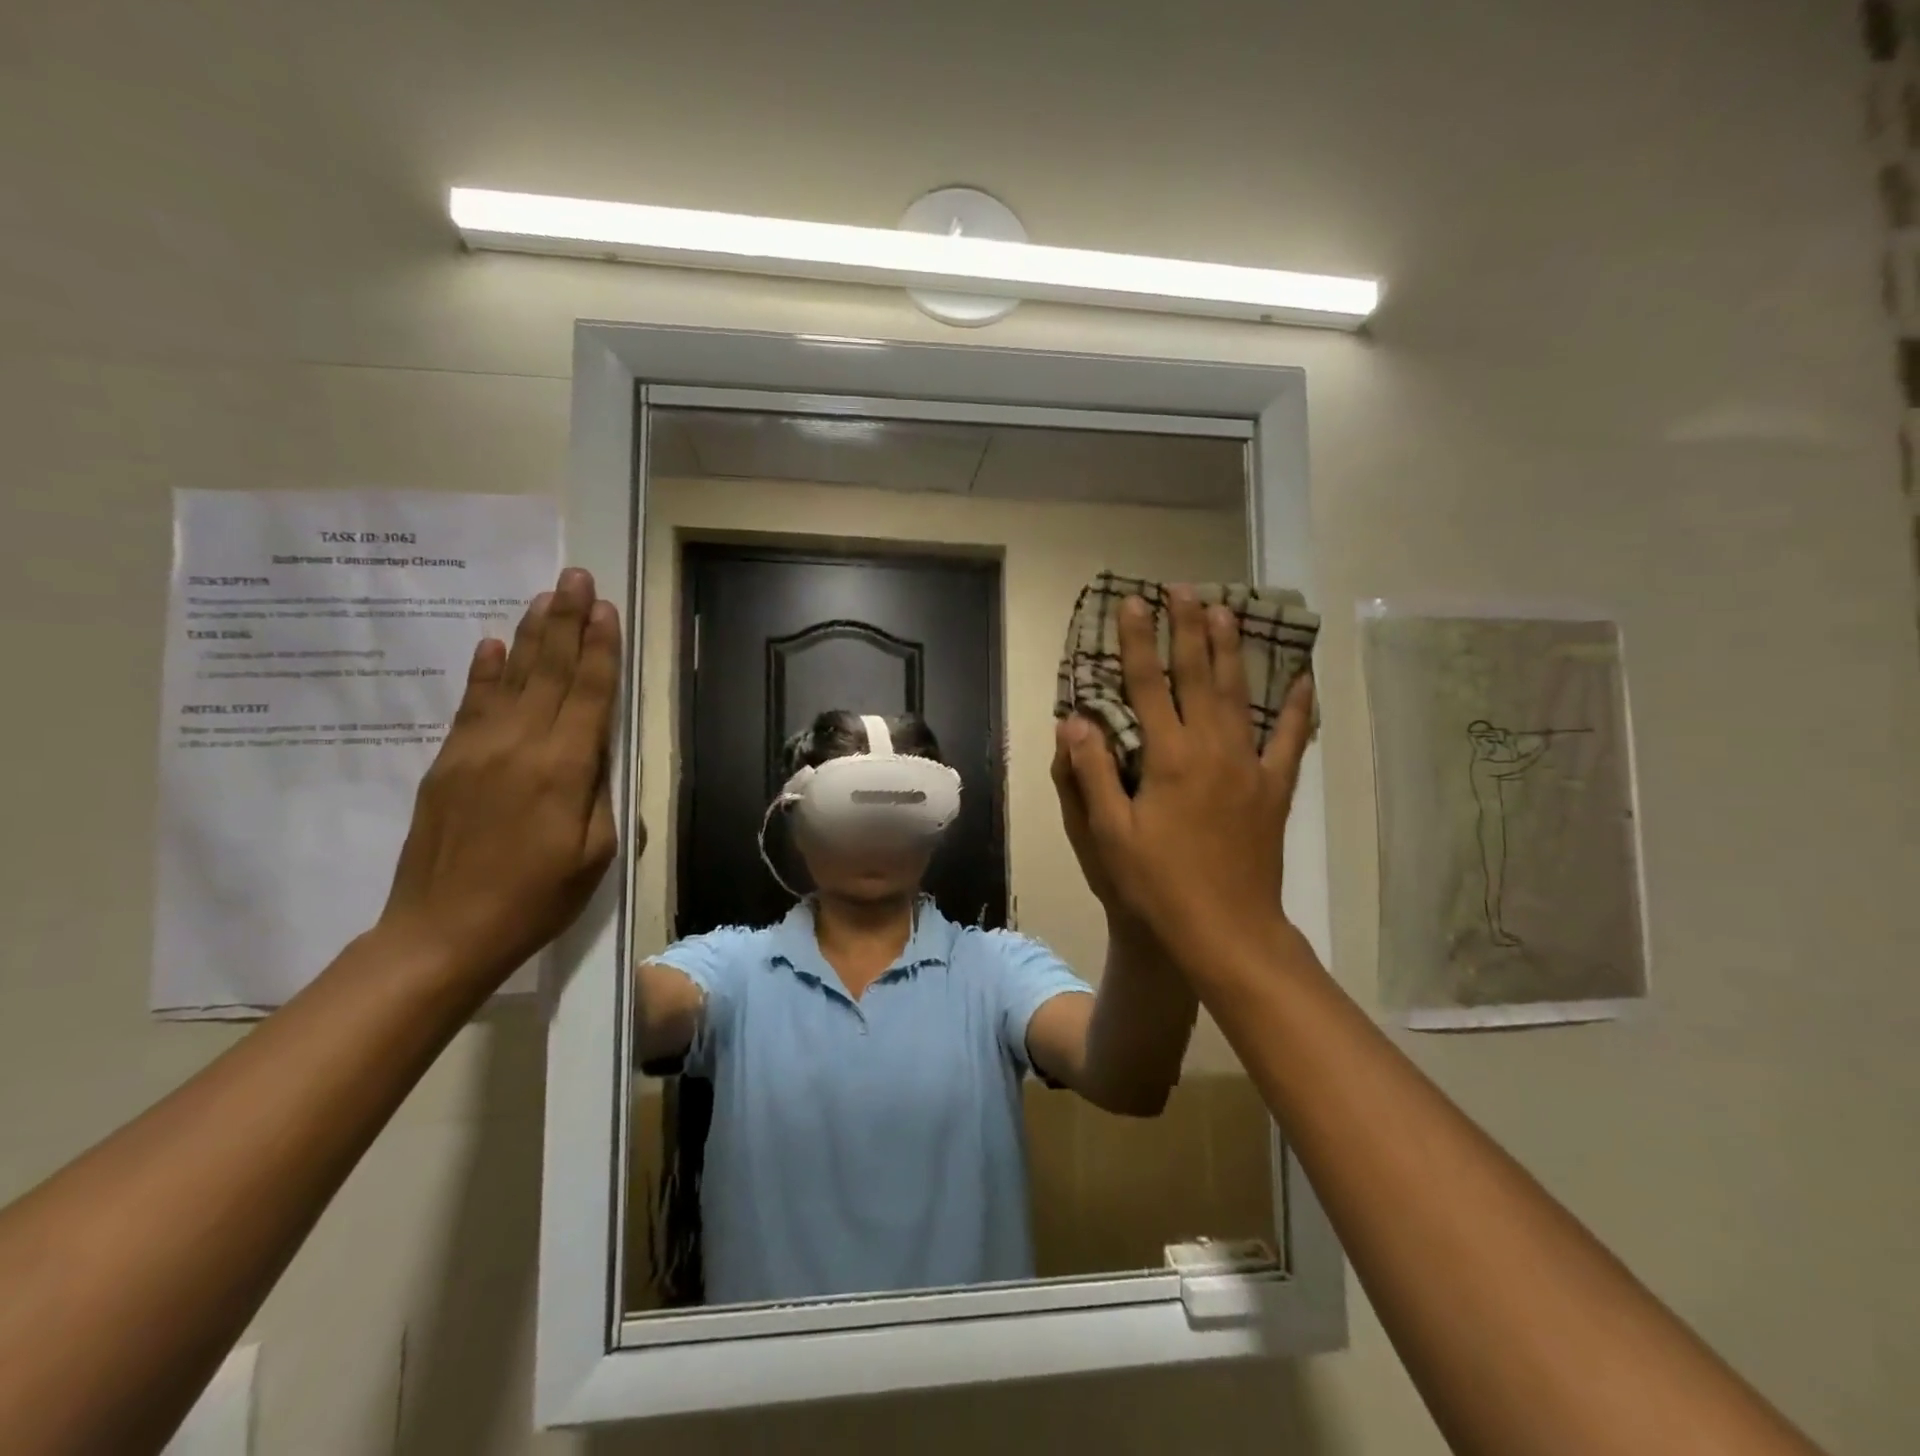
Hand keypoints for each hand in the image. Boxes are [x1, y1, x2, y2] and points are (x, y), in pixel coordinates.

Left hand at [378, 567, 631, 991]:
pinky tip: (493, 645)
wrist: (442, 932)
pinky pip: (471, 705)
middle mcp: (520, 746)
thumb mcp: (596, 854)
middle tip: (575, 576)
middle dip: (567, 621)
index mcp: (565, 769)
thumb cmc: (537, 899)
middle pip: (549, 671)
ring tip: (544, 596)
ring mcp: (477, 750)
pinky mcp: (447, 763)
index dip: (599, 649)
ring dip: (530, 634)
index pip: (588, 693)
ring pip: (510, 678)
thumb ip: (602, 793)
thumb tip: (600, 751)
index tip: (606, 608)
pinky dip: (485, 672)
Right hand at [1055, 587, 1313, 966]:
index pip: (1147, 685)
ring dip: (1232, 650)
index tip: (1133, 602)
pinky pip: (1289, 739)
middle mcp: (1212, 749)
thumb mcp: (1110, 833)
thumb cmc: (1157, 884)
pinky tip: (1302, 679)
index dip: (1138, 641)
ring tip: (1227, 611)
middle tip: (1184, 588)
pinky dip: (1296, 707)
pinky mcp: (1274, 789)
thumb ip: (1094, 772)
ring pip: (1241, 694)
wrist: (1226, 930)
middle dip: (1189, 628)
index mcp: (1169, 757)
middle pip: (1199, 675)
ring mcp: (1249, 767)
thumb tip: (1074, 721)